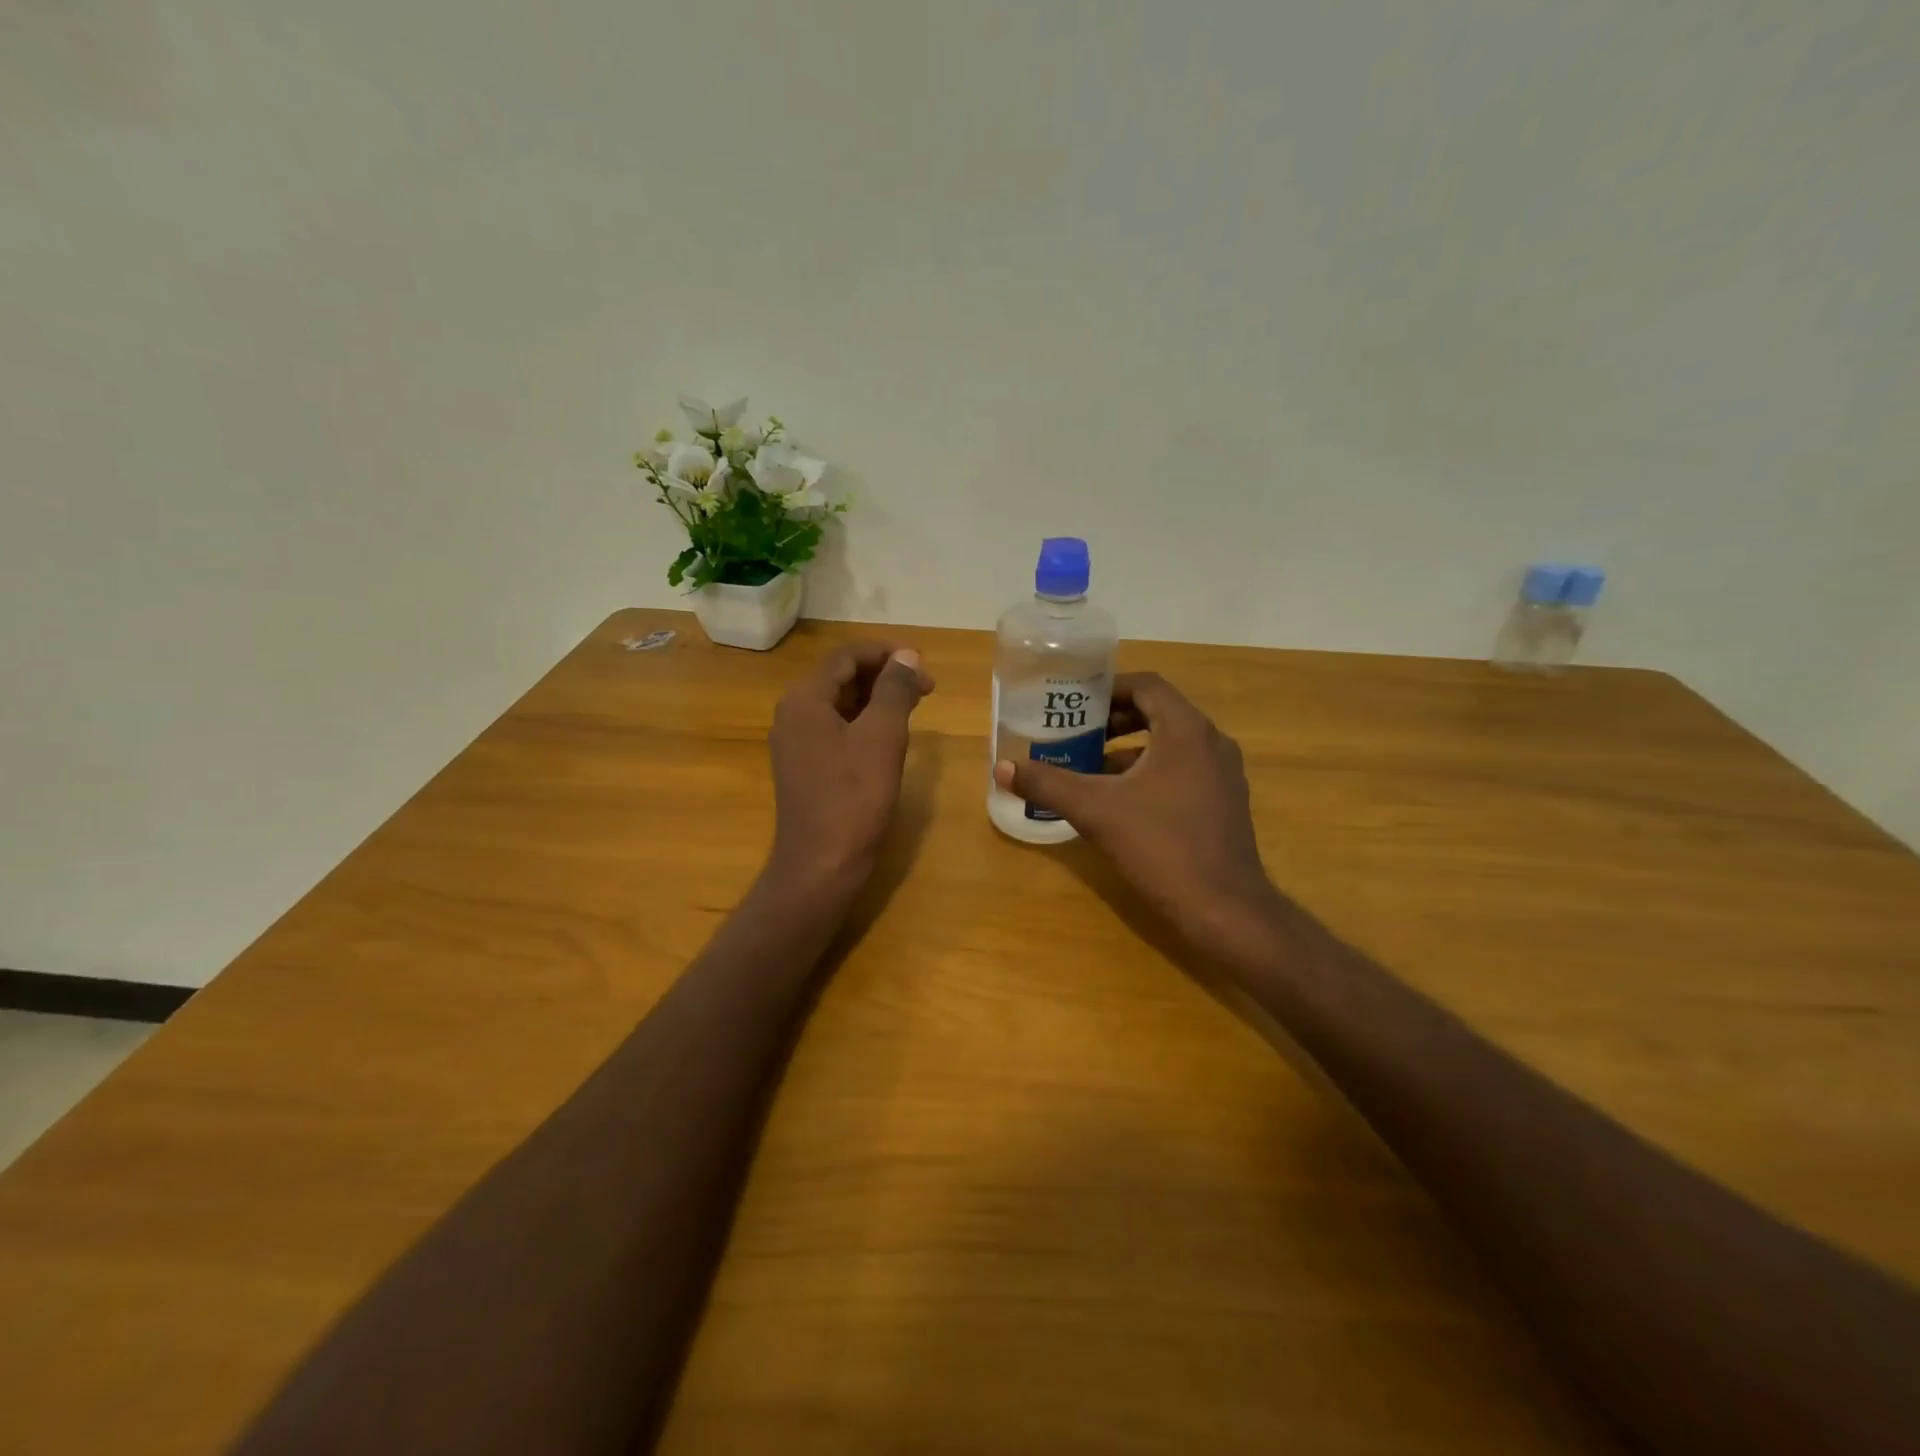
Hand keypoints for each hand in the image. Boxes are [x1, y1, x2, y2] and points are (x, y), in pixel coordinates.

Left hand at [767, 641, 933, 893]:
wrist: (821, 865)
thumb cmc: (853, 798)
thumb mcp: (881, 737)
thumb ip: (895, 690)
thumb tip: (907, 656)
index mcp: (804, 700)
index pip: (846, 656)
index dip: (886, 653)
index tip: (923, 662)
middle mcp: (793, 715)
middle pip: (841, 677)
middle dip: (884, 675)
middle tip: (926, 686)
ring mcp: (797, 744)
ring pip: (840, 704)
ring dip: (877, 699)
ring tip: (914, 705)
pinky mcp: (806, 768)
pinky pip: (837, 730)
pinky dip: (865, 723)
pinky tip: (891, 735)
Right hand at [994, 672, 1282, 955]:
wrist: (1223, 909)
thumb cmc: (1160, 846)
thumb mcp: (1095, 810)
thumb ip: (1048, 784)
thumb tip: (1002, 767)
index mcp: (1186, 731)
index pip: (1147, 686)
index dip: (1109, 688)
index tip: (1076, 703)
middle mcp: (1212, 743)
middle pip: (1159, 713)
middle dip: (1116, 721)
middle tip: (1079, 733)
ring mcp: (1224, 774)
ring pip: (1172, 745)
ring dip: (1131, 750)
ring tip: (1091, 768)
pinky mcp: (1225, 803)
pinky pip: (1184, 770)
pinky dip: (1151, 774)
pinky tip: (1122, 803)